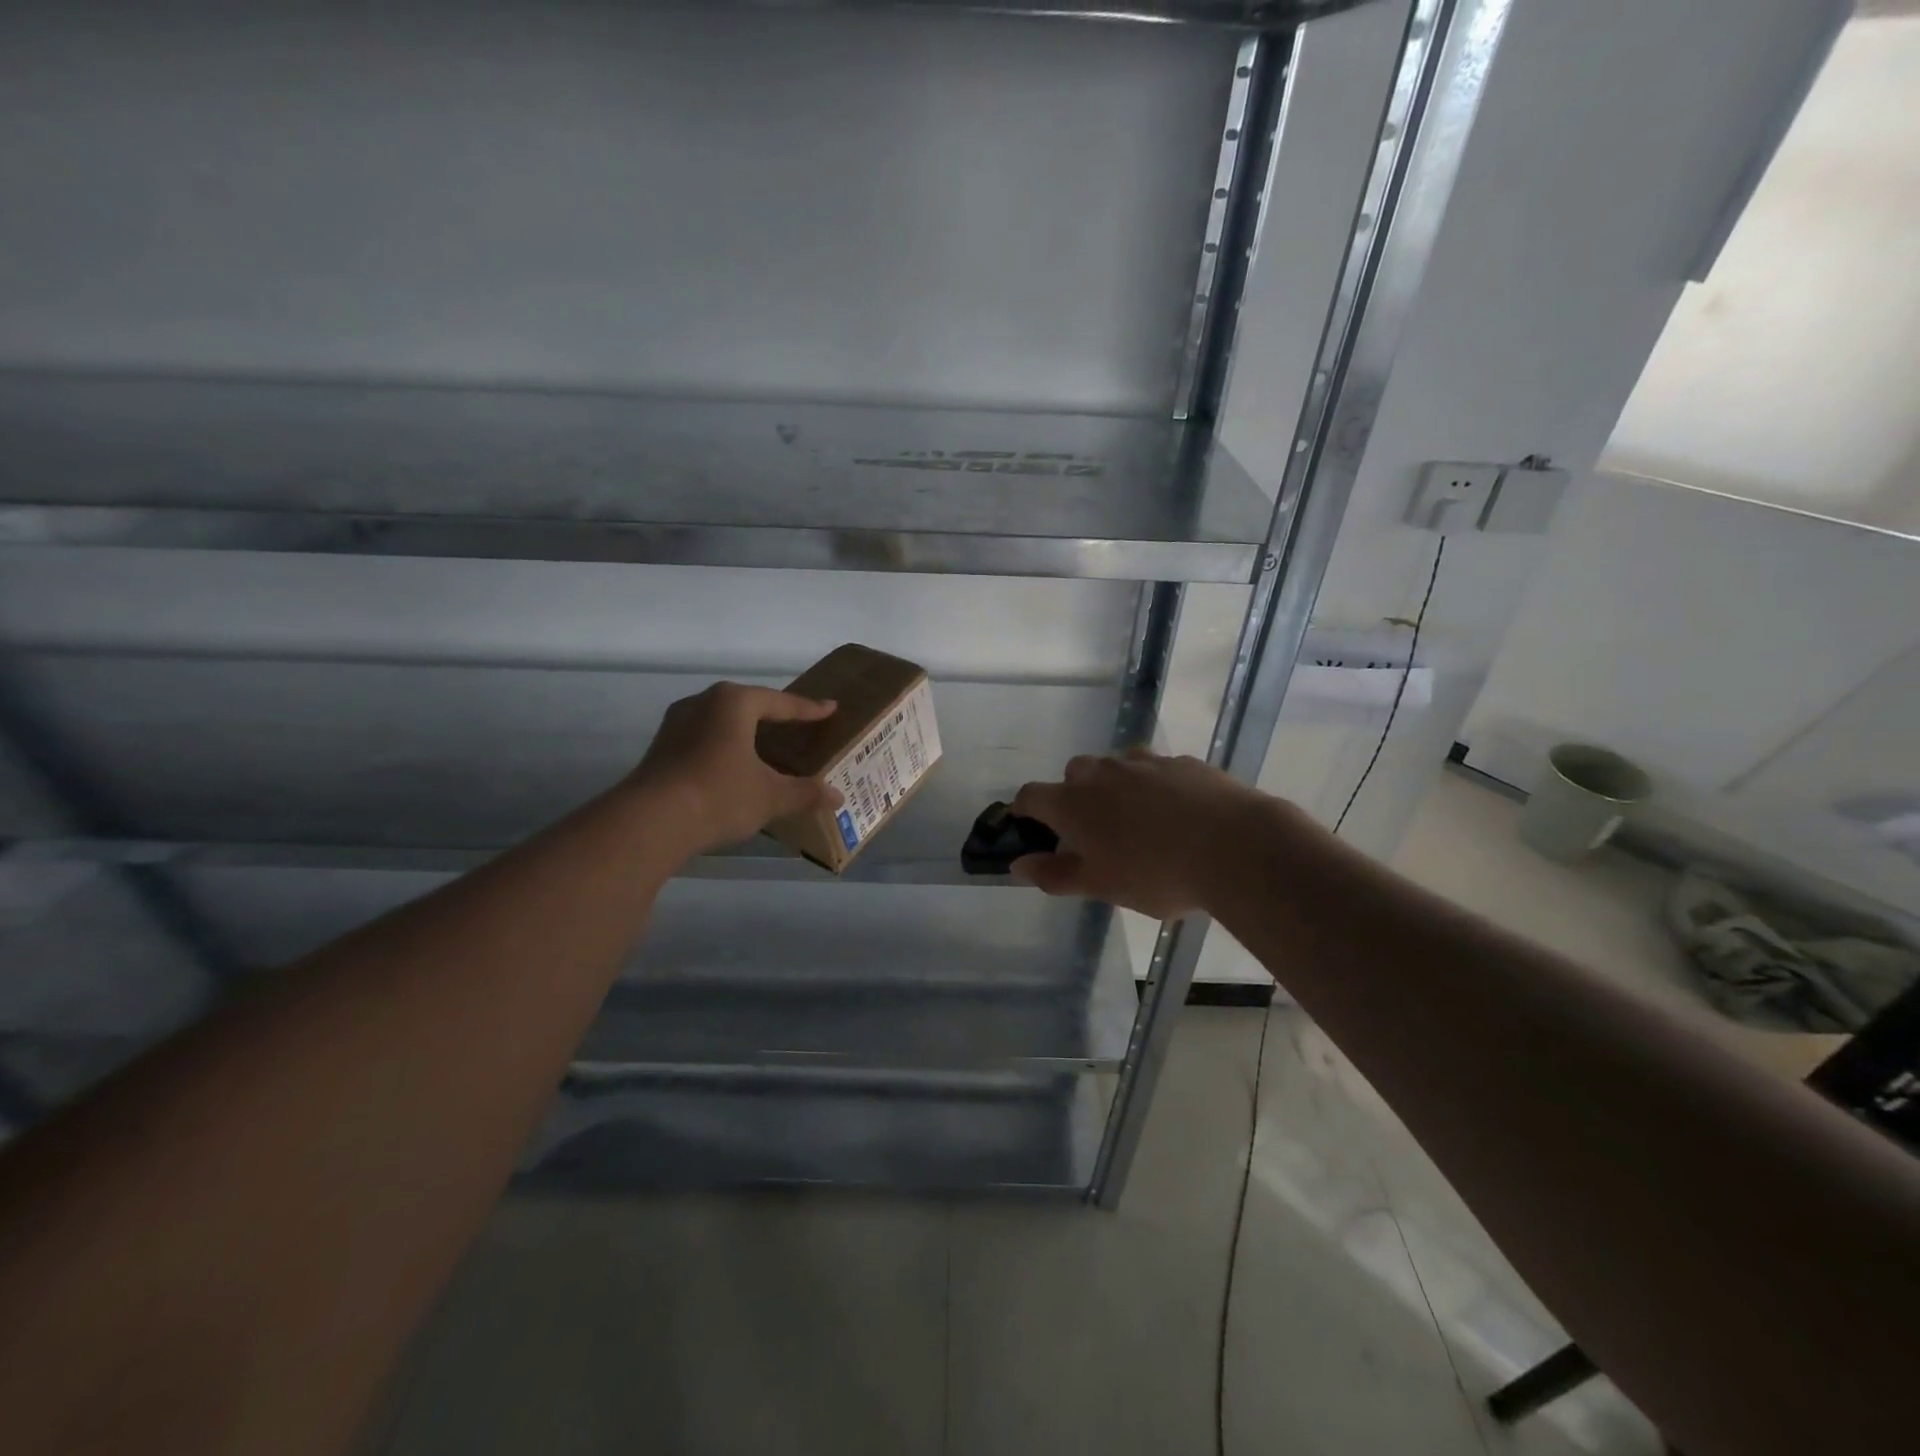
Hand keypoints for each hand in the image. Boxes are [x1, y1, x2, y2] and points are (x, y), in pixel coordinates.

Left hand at [628, 682, 839, 853]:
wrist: (650, 822)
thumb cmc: (720, 795)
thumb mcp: (771, 796)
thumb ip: (805, 793)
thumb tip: (837, 797)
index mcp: (734, 702)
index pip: (781, 702)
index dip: (808, 709)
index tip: (830, 709)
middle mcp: (703, 703)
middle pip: (747, 705)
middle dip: (773, 715)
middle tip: (797, 723)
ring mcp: (676, 724)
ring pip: (721, 721)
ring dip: (744, 731)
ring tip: (764, 744)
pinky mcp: (661, 748)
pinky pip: (703, 739)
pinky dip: (724, 747)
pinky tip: (732, 765)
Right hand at [1011, 750, 1300, 918]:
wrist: (1235, 846)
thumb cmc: (1156, 873)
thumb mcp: (1101, 885)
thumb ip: (1055, 874)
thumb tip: (1019, 864)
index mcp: (1073, 803)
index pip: (1031, 796)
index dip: (1025, 812)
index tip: (1031, 829)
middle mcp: (1102, 773)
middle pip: (1073, 773)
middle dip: (1074, 796)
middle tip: (1092, 832)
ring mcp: (1144, 763)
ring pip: (1116, 767)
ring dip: (1115, 787)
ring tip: (1137, 822)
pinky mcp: (1183, 762)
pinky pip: (1156, 769)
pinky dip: (1154, 786)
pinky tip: (1177, 814)